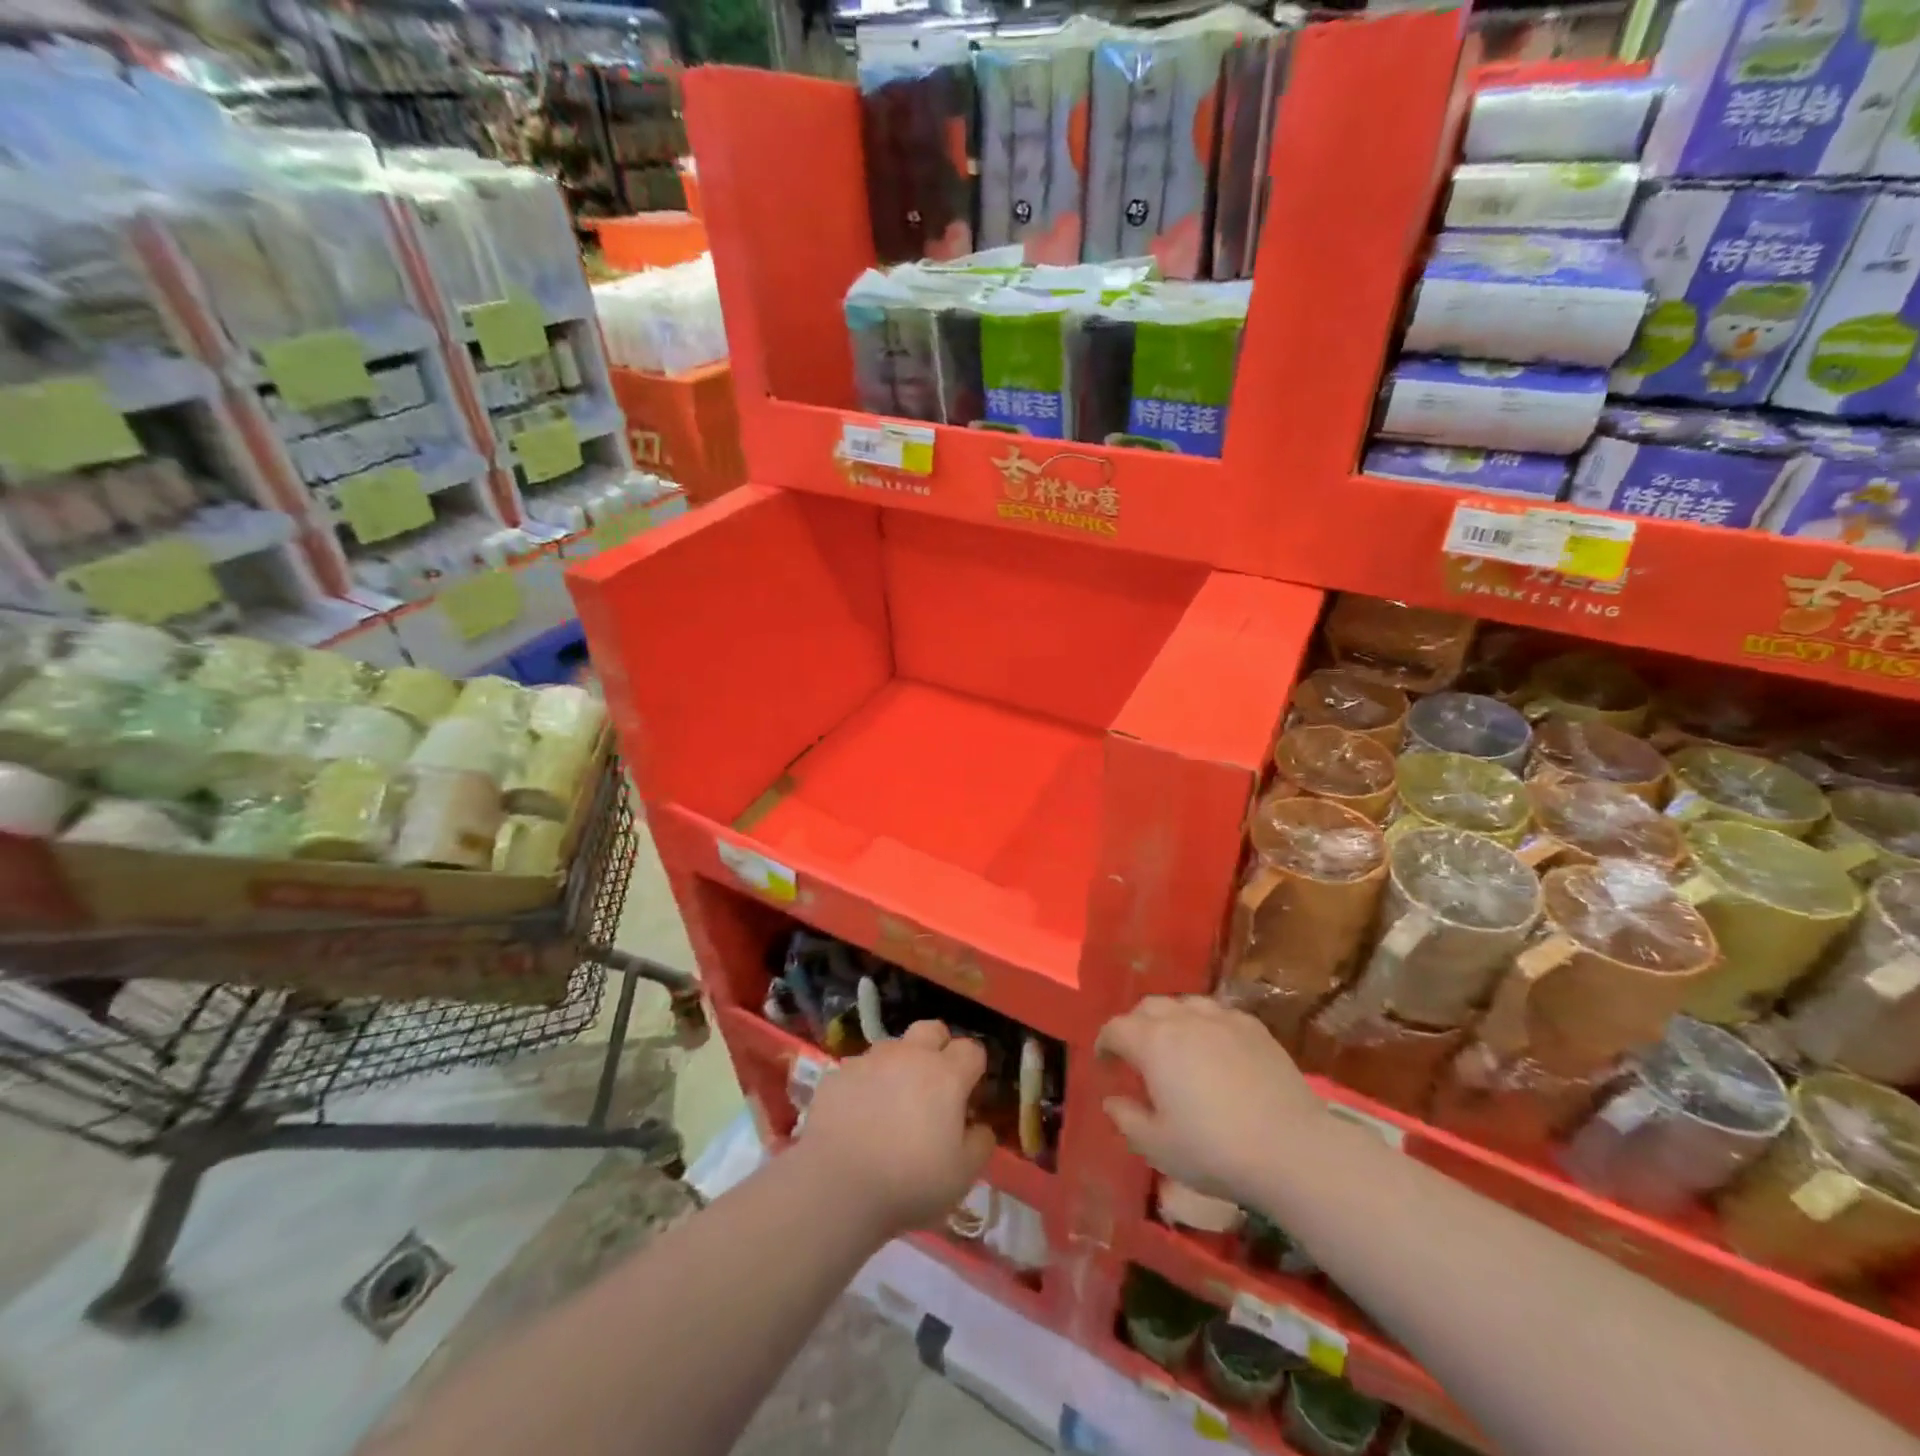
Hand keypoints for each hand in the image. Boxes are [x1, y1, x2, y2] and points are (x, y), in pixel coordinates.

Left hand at [798, 1021, 995, 1235]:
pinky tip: (857, 1116)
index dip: (974, 1069)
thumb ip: (980, 1142)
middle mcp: (909, 1056)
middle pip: (932, 1029)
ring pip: (892, 1046)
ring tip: (892, 1103)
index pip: (972, 1049)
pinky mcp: (837, 1074)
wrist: (837, 1186)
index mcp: (946, 1074)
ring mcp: (870, 1061)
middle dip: (939, 1047)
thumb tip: (979, 1125)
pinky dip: (864, 1085)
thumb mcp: (963, 1175)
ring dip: (899, 1065)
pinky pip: (858, 1069)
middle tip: (935, 1085)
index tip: (970, 1095)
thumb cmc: (910, 1182)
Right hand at [1098, 996, 1326, 1201]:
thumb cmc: (1214, 1150)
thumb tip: (1112, 1100)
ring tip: (1175, 1046)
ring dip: (1171, 1020)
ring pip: (1184, 1004)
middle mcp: (1183, 1019)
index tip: (1105, 1063)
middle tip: (1137, 1054)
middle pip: (1148, 1007)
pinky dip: (1205, 1024)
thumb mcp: (1158, 1146)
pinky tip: (1213, 1047)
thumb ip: (1127, 1119)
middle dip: (1135, 1025)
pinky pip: (1218, 1013)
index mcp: (1153, 1043)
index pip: (1116, 1028)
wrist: (1291, 1149)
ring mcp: (1222, 1019)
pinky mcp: (1253, 1028)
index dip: (1105, 1043)